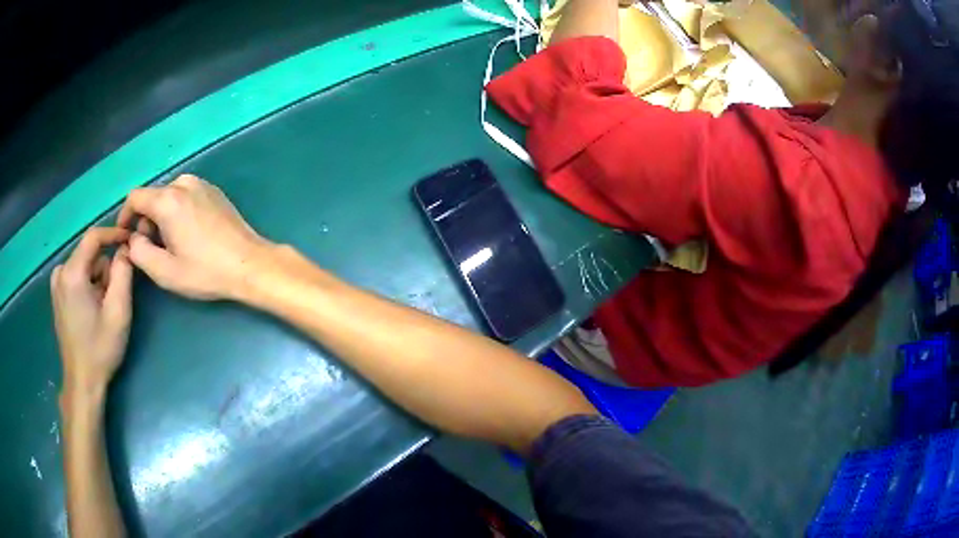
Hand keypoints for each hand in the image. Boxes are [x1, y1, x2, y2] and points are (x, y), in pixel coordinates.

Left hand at [52, 228, 132, 396]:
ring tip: (102, 309)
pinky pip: (77, 276)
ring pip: (84, 266)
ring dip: (97, 281)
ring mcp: (56, 283)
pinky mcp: (57, 294)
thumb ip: (123, 273)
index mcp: (72, 273)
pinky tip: (92, 311)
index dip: (114, 234)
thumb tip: (126, 248)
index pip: (94, 236)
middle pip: (90, 254)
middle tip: (113, 299)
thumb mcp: (118, 312)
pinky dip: (88, 286)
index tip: (131, 240)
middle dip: (105, 270)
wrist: (82, 382)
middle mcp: (60, 272)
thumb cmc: (100, 349)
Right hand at [118, 174, 271, 300]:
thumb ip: (139, 252)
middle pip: (152, 197)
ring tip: (170, 245)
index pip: (135, 197)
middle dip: (145, 221)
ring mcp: (202, 184)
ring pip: (169, 197)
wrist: (249, 263)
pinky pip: (185, 196)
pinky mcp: (214, 191)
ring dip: (162, 217)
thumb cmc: (206, 271)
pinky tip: (187, 235)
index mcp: (168, 200)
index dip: (125, 216)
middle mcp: (184, 184)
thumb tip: (133, 238)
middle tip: (151, 248)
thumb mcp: (164, 271)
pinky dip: (177, 211)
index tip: (124, 235)